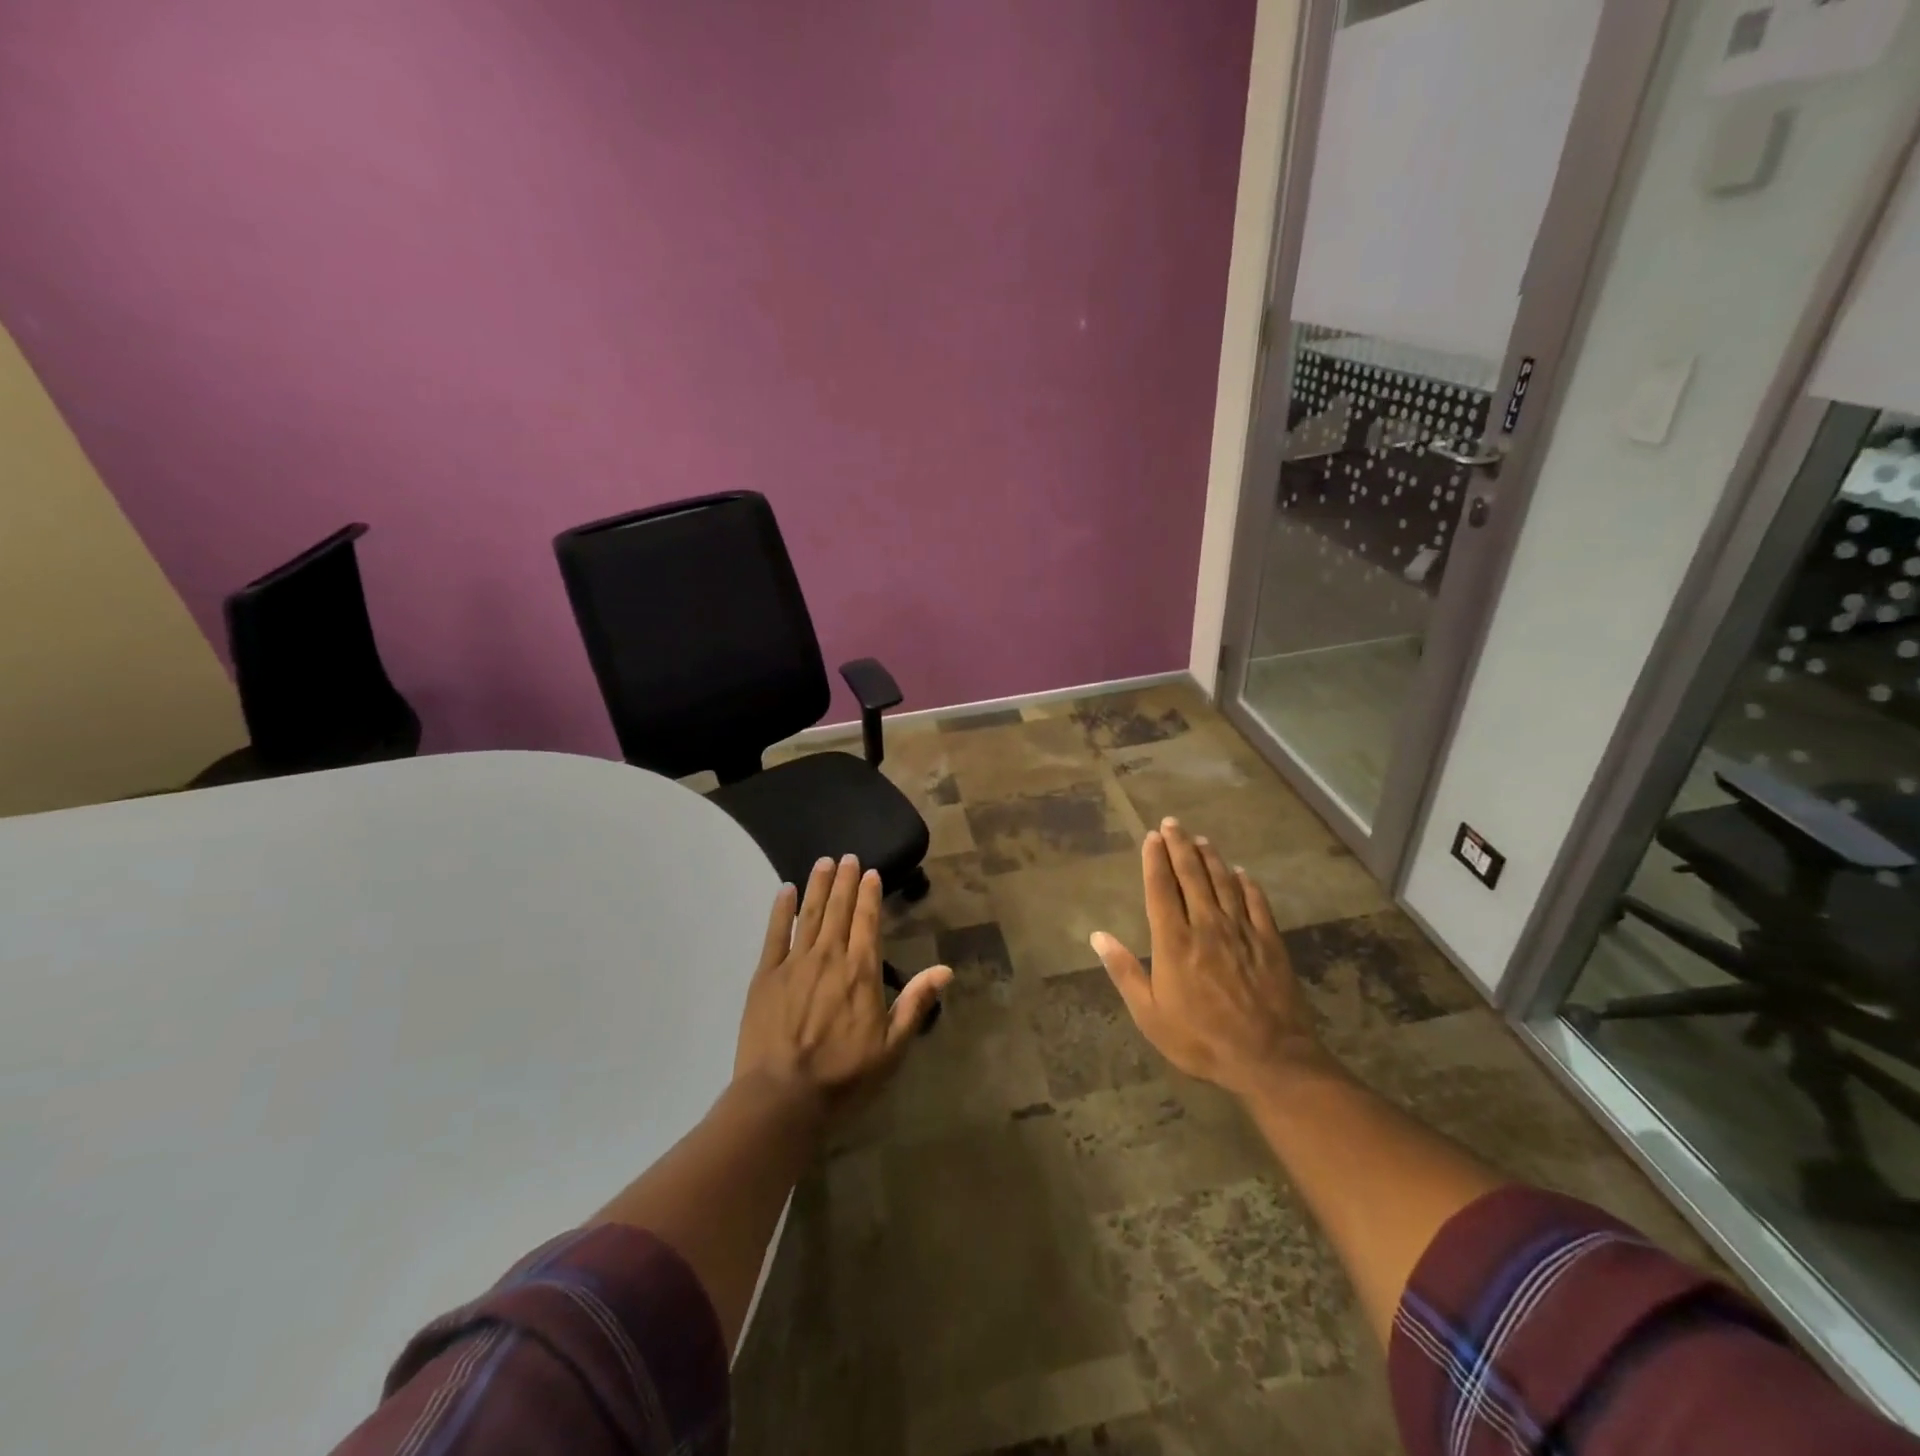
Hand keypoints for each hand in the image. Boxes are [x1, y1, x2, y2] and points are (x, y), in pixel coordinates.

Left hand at [733, 854, 951, 1111]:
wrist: (782, 1097)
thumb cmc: (844, 1076)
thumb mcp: (892, 1047)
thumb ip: (916, 1003)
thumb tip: (946, 970)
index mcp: (861, 972)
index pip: (868, 922)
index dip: (870, 895)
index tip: (871, 872)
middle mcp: (830, 957)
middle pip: (839, 910)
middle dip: (846, 881)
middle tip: (848, 856)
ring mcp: (795, 963)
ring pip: (810, 914)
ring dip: (818, 886)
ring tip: (824, 862)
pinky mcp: (766, 976)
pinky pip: (775, 933)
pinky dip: (781, 910)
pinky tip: (785, 891)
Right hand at [1091, 818, 1331, 1098]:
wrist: (1269, 1058)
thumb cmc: (1200, 1039)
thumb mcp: (1149, 1014)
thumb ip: (1124, 971)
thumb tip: (1097, 936)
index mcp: (1174, 941)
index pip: (1161, 888)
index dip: (1155, 859)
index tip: (1151, 837)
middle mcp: (1206, 926)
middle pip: (1191, 876)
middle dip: (1180, 846)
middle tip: (1173, 823)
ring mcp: (1241, 931)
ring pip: (1224, 883)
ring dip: (1211, 858)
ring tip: (1201, 840)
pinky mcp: (1270, 942)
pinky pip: (1257, 903)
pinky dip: (1248, 884)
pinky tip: (1242, 873)